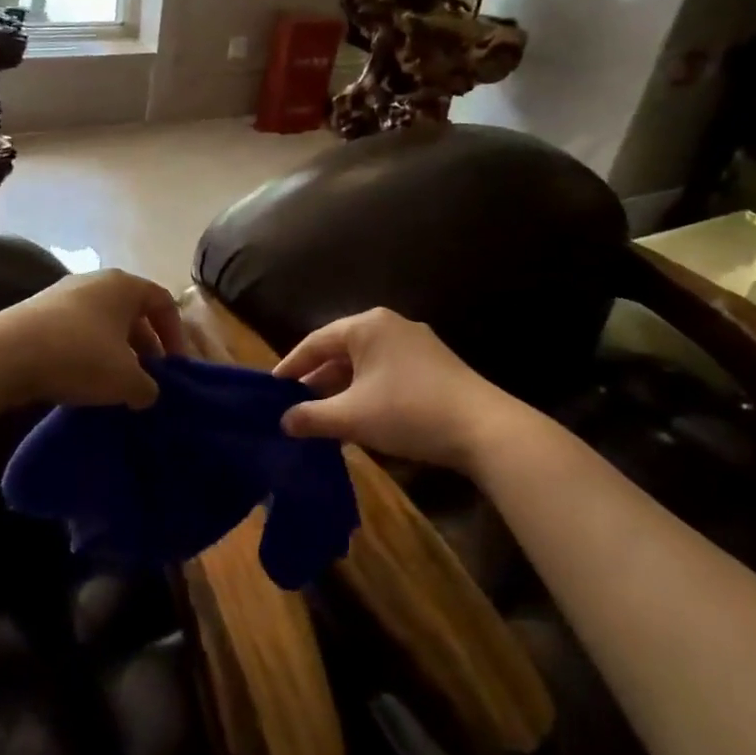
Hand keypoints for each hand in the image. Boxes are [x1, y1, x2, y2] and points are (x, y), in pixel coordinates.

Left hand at [0, 269, 187, 409]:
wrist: (3, 356)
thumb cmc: (79, 357)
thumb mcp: (126, 380)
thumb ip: (149, 388)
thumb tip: (147, 392)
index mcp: (124, 285)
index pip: (163, 302)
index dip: (176, 335)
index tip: (174, 367)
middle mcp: (95, 281)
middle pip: (132, 312)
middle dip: (144, 347)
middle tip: (147, 379)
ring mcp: (61, 295)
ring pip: (102, 323)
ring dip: (115, 352)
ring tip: (115, 384)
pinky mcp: (35, 313)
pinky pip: (75, 331)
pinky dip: (86, 353)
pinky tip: (82, 380)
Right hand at [274, 308, 521, 470]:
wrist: (483, 428)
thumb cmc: (408, 412)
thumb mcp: (351, 416)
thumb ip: (311, 417)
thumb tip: (283, 421)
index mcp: (367, 326)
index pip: (316, 341)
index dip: (291, 366)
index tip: (272, 388)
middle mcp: (391, 325)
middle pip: (341, 350)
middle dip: (317, 379)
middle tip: (294, 405)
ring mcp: (417, 344)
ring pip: (365, 363)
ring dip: (342, 388)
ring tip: (322, 415)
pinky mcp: (435, 365)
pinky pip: (387, 372)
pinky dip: (367, 391)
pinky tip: (360, 416)